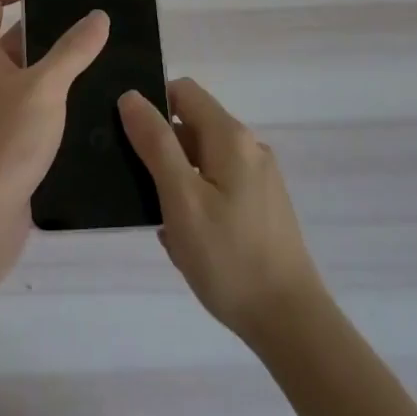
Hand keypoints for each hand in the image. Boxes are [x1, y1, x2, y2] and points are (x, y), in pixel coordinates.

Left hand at [0, 0, 109, 238]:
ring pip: (23, 72)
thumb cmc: (5, 141)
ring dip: (53, 63)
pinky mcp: (2, 138)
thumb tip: (98, 16)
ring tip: (98, 58)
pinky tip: (86, 103)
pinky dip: (52, 97)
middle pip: (8, 33)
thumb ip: (73, 50)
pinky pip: (28, 104)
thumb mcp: (45, 87)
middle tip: (89, 22)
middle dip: (46, 24)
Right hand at [118, 78, 326, 342]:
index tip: (126, 135)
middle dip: (161, 150)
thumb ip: (155, 143)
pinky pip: (217, 186)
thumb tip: (130, 96)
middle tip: (138, 189)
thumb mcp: (181, 198)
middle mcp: (249, 148)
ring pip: (203, 160)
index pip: (183, 92)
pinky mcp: (262, 206)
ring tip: (160, 221)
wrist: (290, 323)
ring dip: (176, 181)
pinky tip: (185, 240)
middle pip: (192, 126)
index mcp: (230, 137)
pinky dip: (195, 201)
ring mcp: (259, 178)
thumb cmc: (229, 257)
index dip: (151, 104)